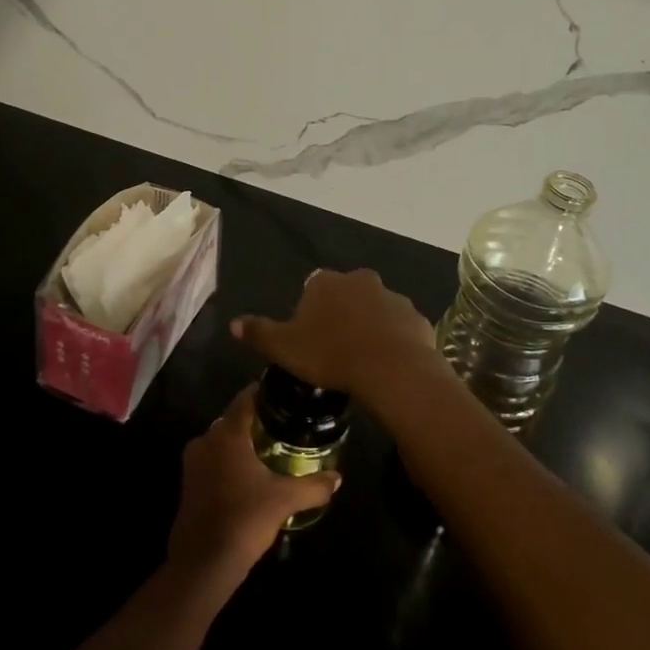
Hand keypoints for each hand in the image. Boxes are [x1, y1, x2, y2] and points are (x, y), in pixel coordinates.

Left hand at [168, 386, 338, 581]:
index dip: (263, 392)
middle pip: (232, 419)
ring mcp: (193, 463)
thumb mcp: (285, 500)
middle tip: (283, 425)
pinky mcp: (189, 483)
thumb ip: (313, 486)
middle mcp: (205, 440)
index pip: (244, 399)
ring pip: (221, 441)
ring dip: (242, 443)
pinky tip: (250, 475)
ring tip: (270, 449)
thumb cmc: (244, 519)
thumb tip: (338, 478)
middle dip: (255, 420)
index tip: (282, 394)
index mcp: (226, 434)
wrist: (204, 561)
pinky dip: (230, 461)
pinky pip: (213, 460)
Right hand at [231, 268, 439, 402]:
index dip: (309, 312)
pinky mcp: (416, 318)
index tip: (309, 339)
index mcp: (326, 282)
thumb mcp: (284, 348)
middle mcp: (360, 280)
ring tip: (362, 360)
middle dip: (341, 314)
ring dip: (369, 326)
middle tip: (334, 348)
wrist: (391, 369)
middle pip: (346, 294)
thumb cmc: (330, 354)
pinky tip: (386, 364)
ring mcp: (392, 297)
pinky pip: (399, 327)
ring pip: (375, 309)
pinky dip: (393, 340)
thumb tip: (233, 323)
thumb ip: (258, 332)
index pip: (312, 288)